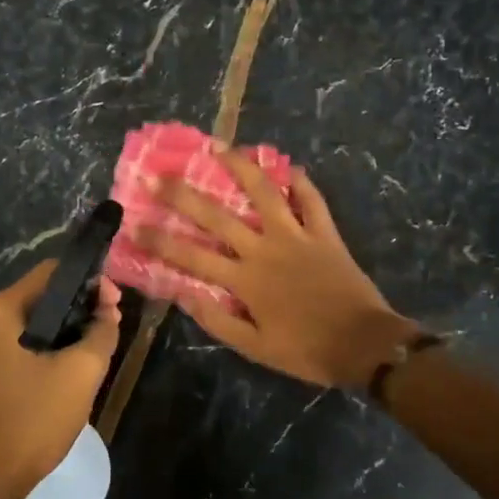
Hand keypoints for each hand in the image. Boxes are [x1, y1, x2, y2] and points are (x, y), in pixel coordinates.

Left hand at [0, 260, 121, 498]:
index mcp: (2, 309)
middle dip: (81, 305)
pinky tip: (73, 366)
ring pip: (36, 322)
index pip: (53, 271)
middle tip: (112, 324)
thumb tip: (109, 309)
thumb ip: (103, 331)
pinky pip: (25, 344)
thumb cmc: (35, 418)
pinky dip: (51, 346)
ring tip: (99, 346)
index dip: (89, 280)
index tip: (115, 302)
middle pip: (44, 295)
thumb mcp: (82, 371)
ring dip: (69, 328)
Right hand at [136, 149, 417, 386]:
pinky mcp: (324, 232)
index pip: (191, 256)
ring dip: (240, 168)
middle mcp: (264, 249)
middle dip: (184, 195)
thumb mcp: (255, 347)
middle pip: (218, 216)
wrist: (363, 344)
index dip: (160, 240)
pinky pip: (312, 200)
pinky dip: (300, 182)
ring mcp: (296, 235)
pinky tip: (288, 166)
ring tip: (219, 148)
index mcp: (245, 280)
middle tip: (159, 175)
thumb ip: (218, 320)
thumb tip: (182, 294)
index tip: (135, 224)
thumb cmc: (307, 350)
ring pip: (264, 193)